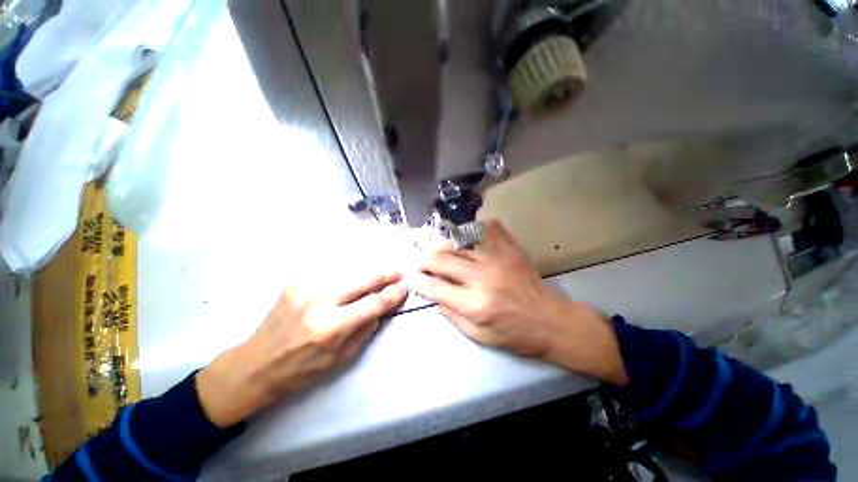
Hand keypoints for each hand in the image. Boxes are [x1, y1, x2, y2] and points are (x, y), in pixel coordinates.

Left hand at [196, 272, 406, 427]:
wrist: (256, 363)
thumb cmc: (301, 369)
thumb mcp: (341, 358)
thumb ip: (366, 329)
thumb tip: (383, 306)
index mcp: (329, 327)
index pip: (372, 304)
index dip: (392, 294)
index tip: (404, 287)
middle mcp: (318, 301)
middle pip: (362, 280)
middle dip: (385, 274)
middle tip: (400, 271)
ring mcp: (305, 287)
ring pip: (348, 272)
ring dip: (368, 273)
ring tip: (382, 273)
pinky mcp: (297, 281)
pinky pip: (332, 273)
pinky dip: (348, 274)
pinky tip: (354, 277)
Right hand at [412, 220, 626, 385]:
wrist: (551, 321)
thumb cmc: (515, 335)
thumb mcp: (479, 336)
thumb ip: (451, 315)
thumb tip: (435, 294)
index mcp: (474, 304)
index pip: (435, 287)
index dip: (418, 281)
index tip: (412, 277)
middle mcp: (482, 277)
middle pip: (441, 259)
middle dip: (424, 260)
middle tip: (421, 263)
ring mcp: (497, 258)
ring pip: (458, 243)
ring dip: (443, 246)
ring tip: (439, 252)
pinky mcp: (509, 249)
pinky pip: (486, 229)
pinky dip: (473, 229)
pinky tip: (467, 237)